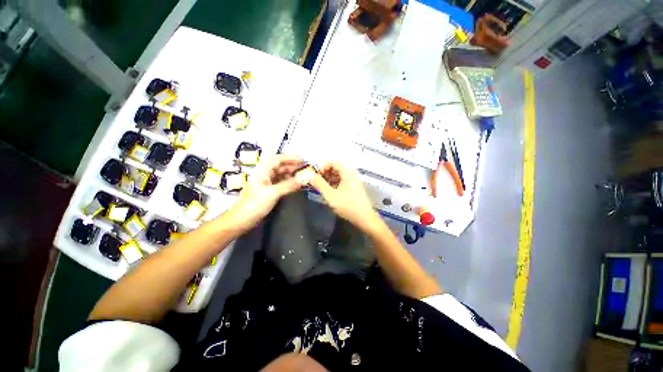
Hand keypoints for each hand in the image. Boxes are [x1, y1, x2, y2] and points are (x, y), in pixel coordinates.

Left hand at [227, 155, 303, 229]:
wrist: (241, 221)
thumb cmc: (254, 205)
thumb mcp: (272, 193)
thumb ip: (289, 185)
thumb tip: (304, 178)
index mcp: (263, 171)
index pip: (278, 159)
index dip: (291, 158)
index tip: (303, 161)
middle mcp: (265, 174)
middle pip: (280, 166)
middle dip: (293, 166)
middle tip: (306, 169)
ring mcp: (267, 183)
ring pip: (281, 175)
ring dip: (292, 174)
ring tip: (304, 176)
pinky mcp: (269, 191)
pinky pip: (281, 183)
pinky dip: (289, 182)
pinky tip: (296, 185)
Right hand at [309, 162, 378, 229]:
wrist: (365, 219)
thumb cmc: (348, 206)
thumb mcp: (331, 196)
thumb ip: (319, 184)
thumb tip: (308, 175)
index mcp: (348, 172)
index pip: (333, 162)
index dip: (322, 166)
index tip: (314, 174)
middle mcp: (351, 174)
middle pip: (336, 167)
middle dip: (324, 172)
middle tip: (315, 180)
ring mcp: (353, 181)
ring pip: (338, 174)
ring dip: (328, 178)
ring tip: (320, 185)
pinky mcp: (353, 188)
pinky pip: (341, 180)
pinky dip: (333, 183)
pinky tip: (328, 190)